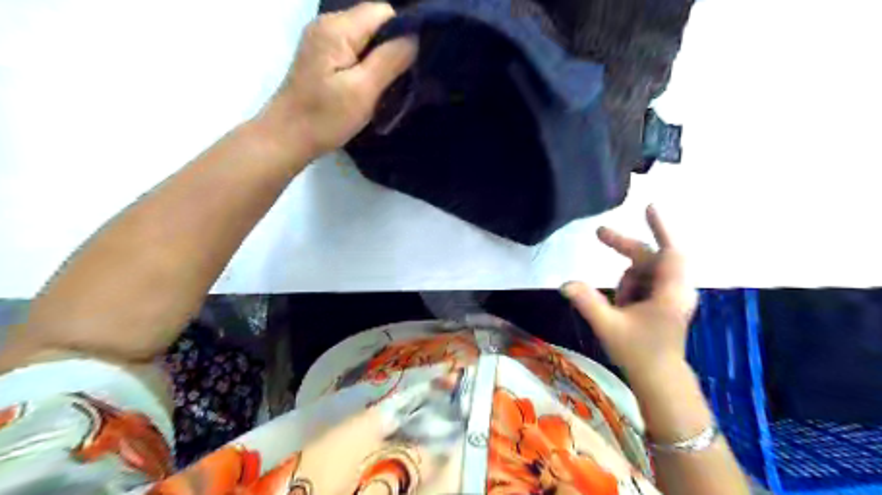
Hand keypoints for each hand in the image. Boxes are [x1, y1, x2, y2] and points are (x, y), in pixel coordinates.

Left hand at [259, 3, 416, 162]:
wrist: (287, 137)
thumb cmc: (324, 118)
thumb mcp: (362, 91)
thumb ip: (390, 60)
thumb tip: (416, 37)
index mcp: (337, 28)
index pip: (384, 11)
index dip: (403, 32)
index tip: (412, 63)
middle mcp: (328, 24)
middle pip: (375, 22)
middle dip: (393, 46)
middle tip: (401, 79)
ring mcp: (323, 39)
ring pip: (367, 37)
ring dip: (382, 58)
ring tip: (388, 85)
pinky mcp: (323, 56)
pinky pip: (356, 49)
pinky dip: (369, 65)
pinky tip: (371, 86)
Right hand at [560, 204, 699, 385]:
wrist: (660, 380)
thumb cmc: (639, 353)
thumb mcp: (609, 327)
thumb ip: (587, 302)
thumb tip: (565, 283)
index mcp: (670, 292)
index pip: (670, 251)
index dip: (661, 227)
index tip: (649, 207)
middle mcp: (676, 289)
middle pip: (650, 257)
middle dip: (624, 247)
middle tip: (598, 233)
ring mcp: (671, 295)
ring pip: (644, 271)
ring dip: (626, 281)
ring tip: (619, 307)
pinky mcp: (665, 301)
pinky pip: (644, 282)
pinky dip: (629, 288)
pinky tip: (624, 307)